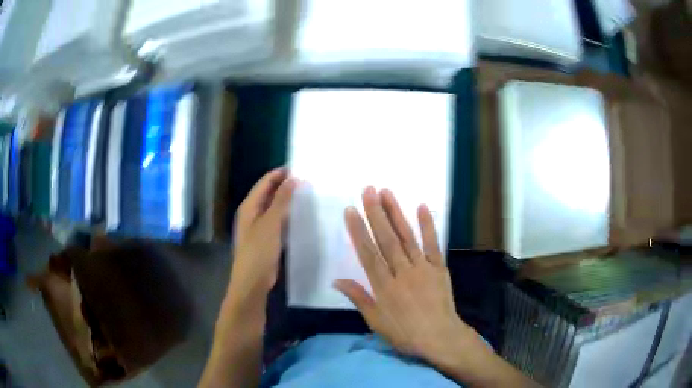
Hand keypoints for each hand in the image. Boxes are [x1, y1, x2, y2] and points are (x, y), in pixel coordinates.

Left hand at [229, 168, 296, 304]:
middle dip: (284, 186)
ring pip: (273, 208)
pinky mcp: (265, 239)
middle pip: (268, 193)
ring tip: (306, 194)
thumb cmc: (259, 250)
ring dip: (286, 201)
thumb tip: (293, 178)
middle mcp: (252, 214)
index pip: (264, 182)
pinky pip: (277, 221)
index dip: (279, 174)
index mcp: (249, 206)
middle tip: (306, 180)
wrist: (252, 281)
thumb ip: (281, 200)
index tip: (299, 168)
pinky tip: (299, 216)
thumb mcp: (271, 223)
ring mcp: (258, 227)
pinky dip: (286, 215)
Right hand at [335, 187, 484, 363]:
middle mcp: (402, 272)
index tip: (350, 210)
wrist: (440, 337)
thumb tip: (336, 280)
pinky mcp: (438, 267)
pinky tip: (422, 207)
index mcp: (384, 286)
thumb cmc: (405, 333)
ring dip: (396, 213)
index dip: (358, 231)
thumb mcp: (376, 322)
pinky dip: (428, 225)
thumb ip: (358, 298)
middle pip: (386, 239)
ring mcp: (422, 267)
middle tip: (368, 190)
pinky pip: (433, 244)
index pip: (368, 253)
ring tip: (387, 192)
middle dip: (376, 213)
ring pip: (407, 237)